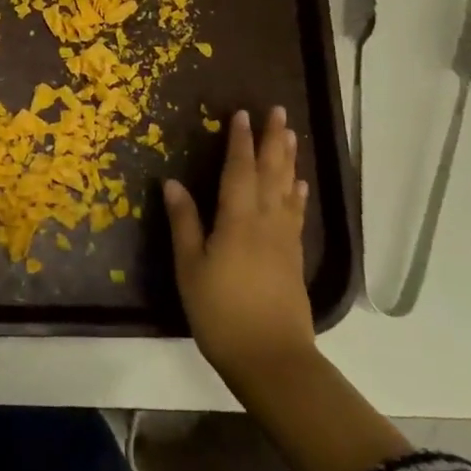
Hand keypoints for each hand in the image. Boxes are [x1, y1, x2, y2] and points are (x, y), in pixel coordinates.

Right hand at [165, 106, 315, 390]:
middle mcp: (265, 221)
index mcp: (237, 219)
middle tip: (278, 111)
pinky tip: (299, 186)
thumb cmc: (221, 311)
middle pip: (271, 172)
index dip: (239, 140)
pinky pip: (296, 214)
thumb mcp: (190, 267)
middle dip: (272, 140)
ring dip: (288, 159)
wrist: (271, 358)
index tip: (241, 113)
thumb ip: (184, 222)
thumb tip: (172, 182)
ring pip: (287, 189)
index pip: (239, 169)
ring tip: (290, 135)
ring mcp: (284, 239)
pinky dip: (297, 195)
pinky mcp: (293, 258)